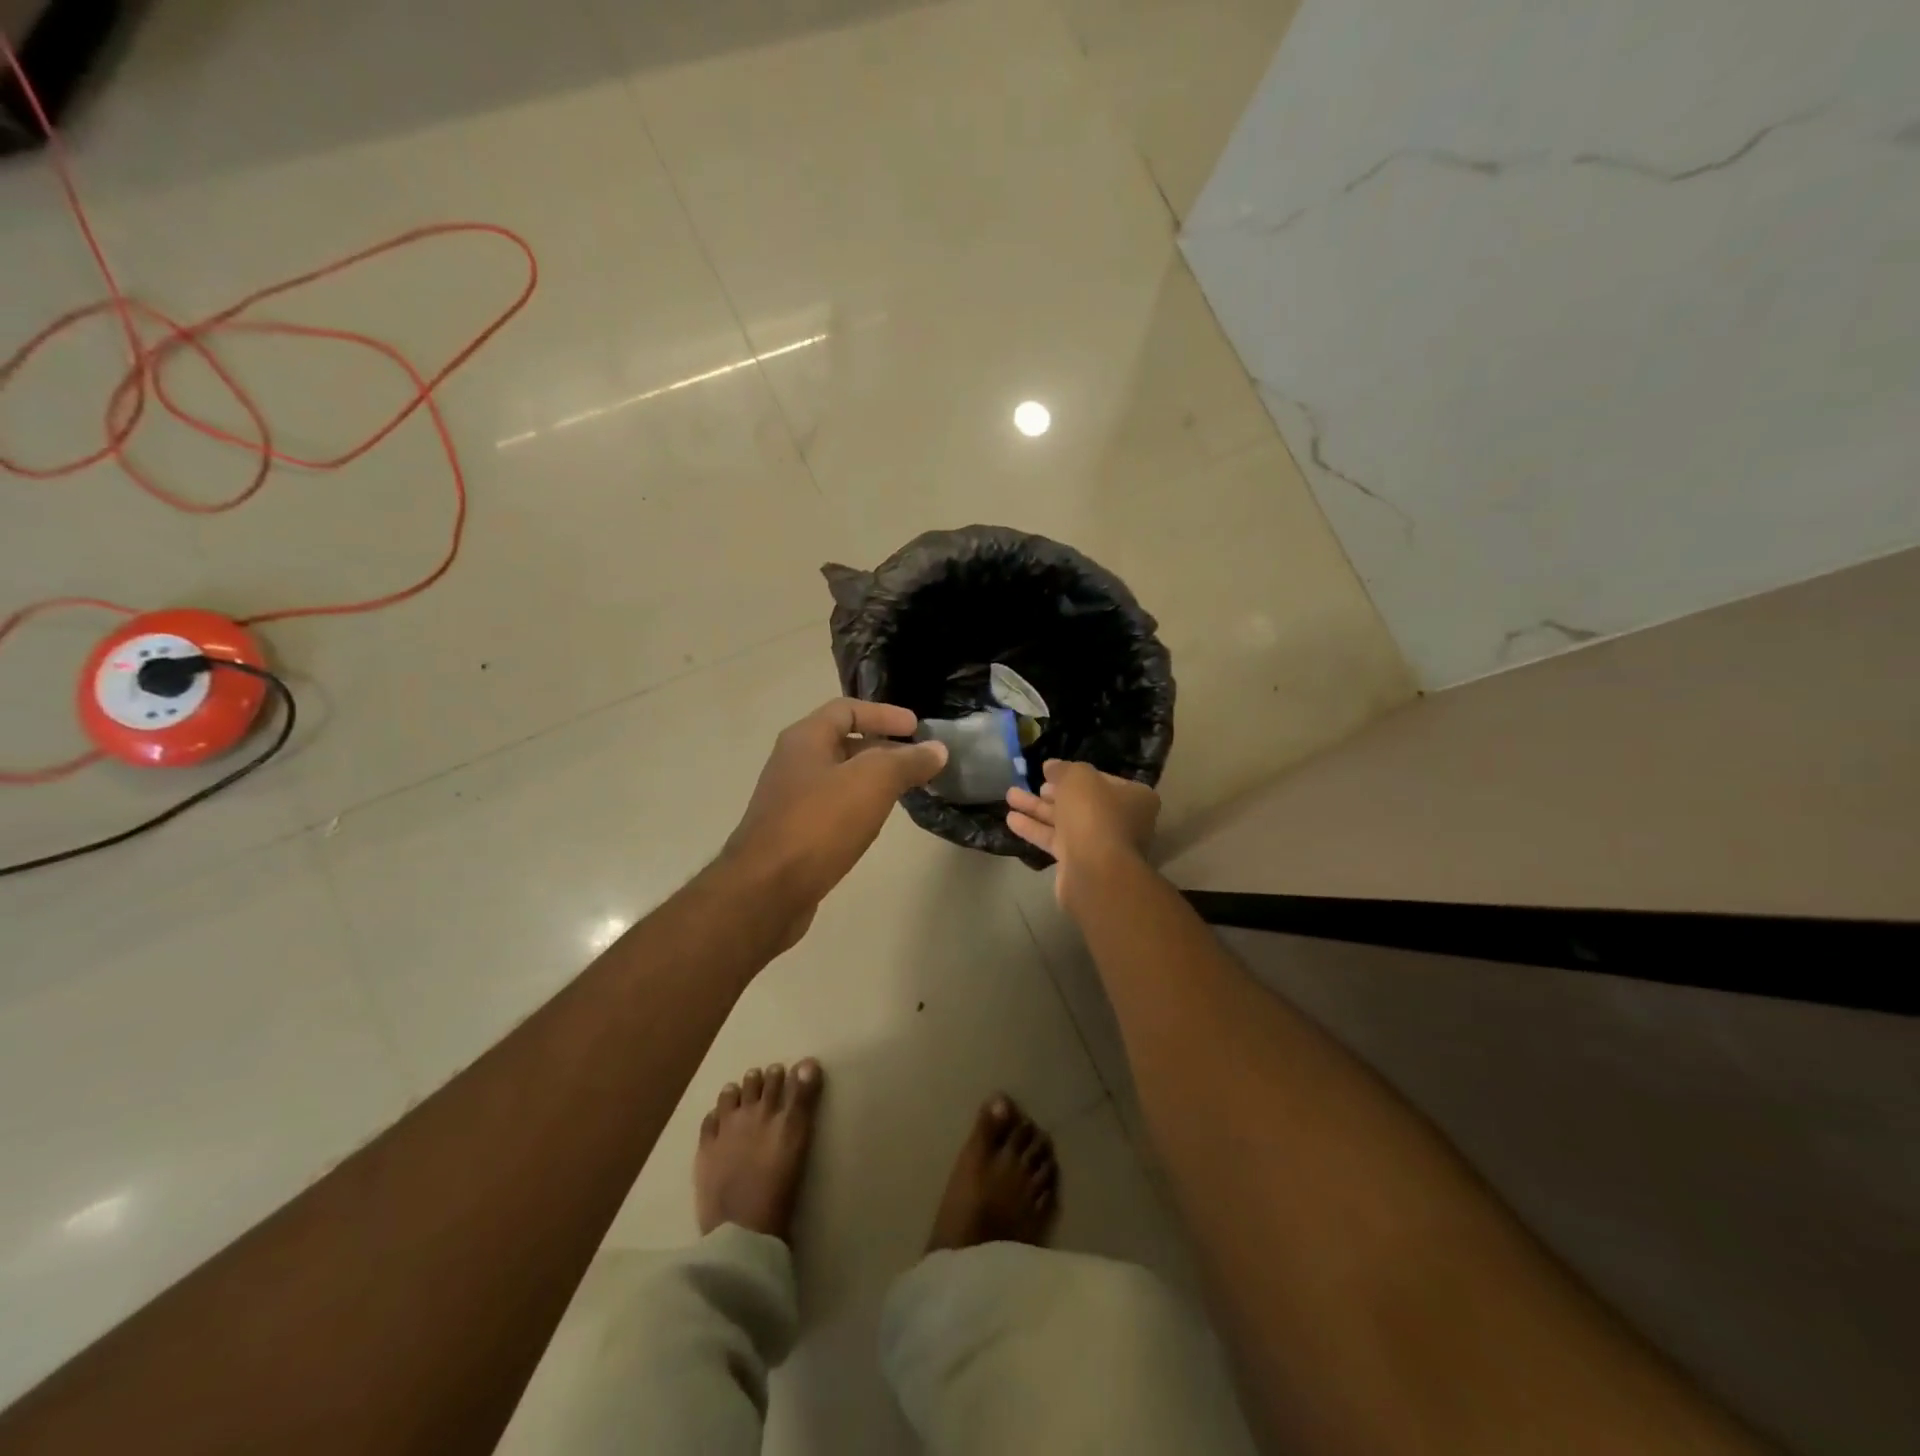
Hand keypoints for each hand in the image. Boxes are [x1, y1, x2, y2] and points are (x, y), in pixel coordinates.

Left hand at [725, 698, 946, 947]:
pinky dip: (858, 806)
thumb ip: (907, 761)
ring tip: (904, 791)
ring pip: (838, 777)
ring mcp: (789, 799)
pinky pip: (832, 807)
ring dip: (871, 779)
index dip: (885, 714)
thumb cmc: (819, 824)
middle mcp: (793, 762)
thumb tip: (937, 749)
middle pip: (842, 742)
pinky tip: (874, 823)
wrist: (766, 890)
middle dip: (882, 747)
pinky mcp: (792, 833)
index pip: (847, 709)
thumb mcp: (872, 783)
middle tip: (917, 762)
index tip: (917, 728)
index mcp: (805, 739)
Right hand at [1006, 760, 1159, 910]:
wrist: (1095, 871)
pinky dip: (1035, 829)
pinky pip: (1055, 841)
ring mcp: (1100, 844)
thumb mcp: (1078, 778)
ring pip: (1065, 821)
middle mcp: (1121, 821)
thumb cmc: (1094, 815)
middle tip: (1033, 783)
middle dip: (1053, 793)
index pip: (1101, 779)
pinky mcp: (1079, 863)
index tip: (1049, 770)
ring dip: (1037, 809)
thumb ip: (1063, 769)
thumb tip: (1051, 766)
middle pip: (1082, 801)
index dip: (1074, 773)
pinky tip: (1011, 820)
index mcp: (1134, 797)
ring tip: (1010, 796)